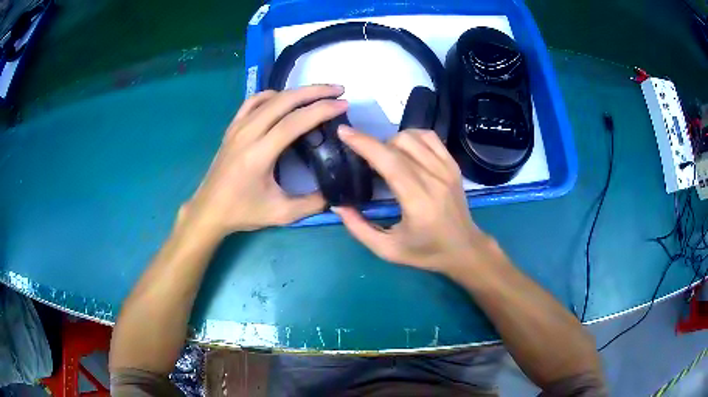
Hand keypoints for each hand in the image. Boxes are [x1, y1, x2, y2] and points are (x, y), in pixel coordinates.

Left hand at [180, 85, 347, 235]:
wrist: (209, 210)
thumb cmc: (243, 212)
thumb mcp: (282, 214)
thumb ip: (313, 203)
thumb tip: (337, 193)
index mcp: (259, 154)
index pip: (294, 121)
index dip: (321, 109)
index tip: (343, 104)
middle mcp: (247, 134)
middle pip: (284, 101)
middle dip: (314, 91)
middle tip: (338, 90)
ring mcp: (237, 128)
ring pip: (270, 97)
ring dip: (297, 91)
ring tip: (317, 93)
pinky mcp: (232, 128)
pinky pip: (253, 102)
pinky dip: (272, 95)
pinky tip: (284, 100)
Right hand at [333, 127, 506, 275]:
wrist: (465, 249)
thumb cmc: (426, 252)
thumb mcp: (387, 250)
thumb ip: (359, 228)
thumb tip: (338, 205)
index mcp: (418, 202)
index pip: (390, 162)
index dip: (364, 143)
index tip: (344, 131)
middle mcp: (435, 179)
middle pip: (400, 144)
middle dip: (374, 144)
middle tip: (365, 159)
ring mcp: (447, 169)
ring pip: (414, 136)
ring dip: (392, 140)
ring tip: (386, 157)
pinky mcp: (453, 165)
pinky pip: (430, 137)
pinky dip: (412, 137)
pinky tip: (405, 150)